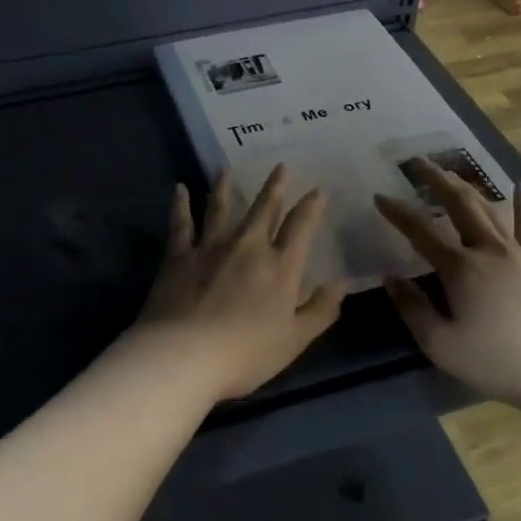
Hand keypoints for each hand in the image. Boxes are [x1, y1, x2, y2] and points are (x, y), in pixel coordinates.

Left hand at [132, 166, 346, 403]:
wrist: (186, 354)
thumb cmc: (246, 353)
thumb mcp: (295, 339)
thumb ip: (321, 310)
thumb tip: (341, 282)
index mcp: (280, 267)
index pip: (300, 228)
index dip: (311, 207)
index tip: (318, 190)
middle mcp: (248, 247)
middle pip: (264, 210)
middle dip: (275, 187)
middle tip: (281, 166)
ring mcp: (211, 247)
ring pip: (221, 208)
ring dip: (225, 187)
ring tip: (226, 169)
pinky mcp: (179, 255)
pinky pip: (181, 223)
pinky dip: (180, 204)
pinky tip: (180, 189)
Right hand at [373, 160, 520, 408]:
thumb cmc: (495, 362)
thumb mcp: (441, 344)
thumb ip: (412, 308)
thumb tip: (390, 278)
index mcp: (459, 268)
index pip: (420, 231)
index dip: (397, 212)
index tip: (380, 196)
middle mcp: (488, 250)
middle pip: (459, 204)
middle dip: (436, 180)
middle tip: (418, 162)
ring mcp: (519, 254)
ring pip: (489, 209)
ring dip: (468, 187)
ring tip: (451, 173)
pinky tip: (520, 187)